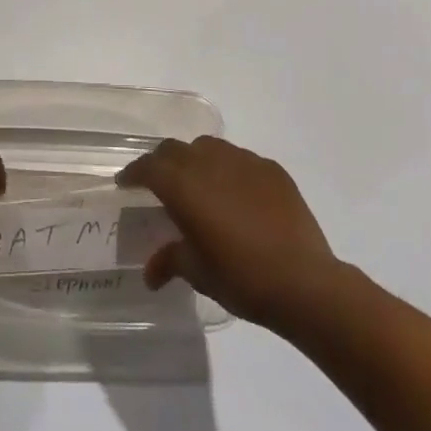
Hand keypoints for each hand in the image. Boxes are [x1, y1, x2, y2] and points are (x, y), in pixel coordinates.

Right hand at [117, 135, 339, 332]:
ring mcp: (244, 161)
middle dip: (162, 163)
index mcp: (183, 185)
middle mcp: (210, 162)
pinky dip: (230, 172)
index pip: (148, 167)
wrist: (303, 281)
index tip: (126, 183)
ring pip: (209, 148)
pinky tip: (238, 197)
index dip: (134, 173)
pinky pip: (241, 161)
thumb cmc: (240, 277)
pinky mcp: (272, 170)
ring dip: (196, 161)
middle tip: (159, 184)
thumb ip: (170, 261)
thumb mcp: (197, 272)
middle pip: (175, 150)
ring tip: (200, 186)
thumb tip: (150, 273)